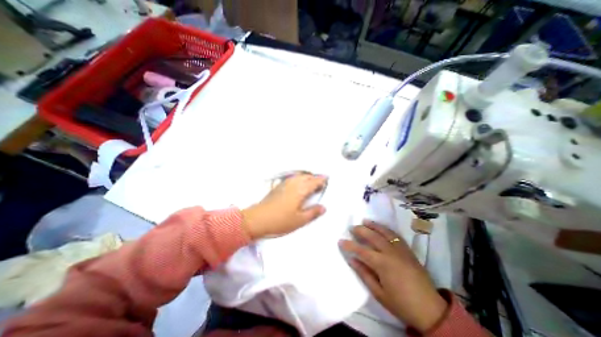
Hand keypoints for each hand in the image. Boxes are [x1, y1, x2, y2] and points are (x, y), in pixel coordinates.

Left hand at [242, 173, 327, 239]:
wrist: (258, 219)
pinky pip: (292, 178)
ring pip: (299, 176)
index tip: (328, 179)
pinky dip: (299, 178)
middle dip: (315, 178)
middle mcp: (293, 183)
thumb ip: (313, 212)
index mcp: (301, 190)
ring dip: (307, 177)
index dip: (322, 180)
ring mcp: (285, 184)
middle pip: (307, 176)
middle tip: (321, 183)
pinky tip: (298, 184)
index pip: (314, 182)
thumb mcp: (300, 220)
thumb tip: (323, 207)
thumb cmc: (280, 220)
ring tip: (311, 182)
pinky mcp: (278, 186)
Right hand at [337, 221, 445, 334]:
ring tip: (365, 221)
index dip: (350, 245)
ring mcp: (401, 250)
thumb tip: (351, 260)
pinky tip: (381, 228)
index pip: (362, 250)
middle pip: (373, 236)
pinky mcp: (408, 250)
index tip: (340, 240)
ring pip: (385, 232)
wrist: (430, 310)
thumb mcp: (379, 293)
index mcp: (382, 264)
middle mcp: (391, 253)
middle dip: (360, 230)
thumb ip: (364, 274)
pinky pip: (395, 235)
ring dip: (373, 225)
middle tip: (352, 227)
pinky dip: (386, 229)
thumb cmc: (401, 304)